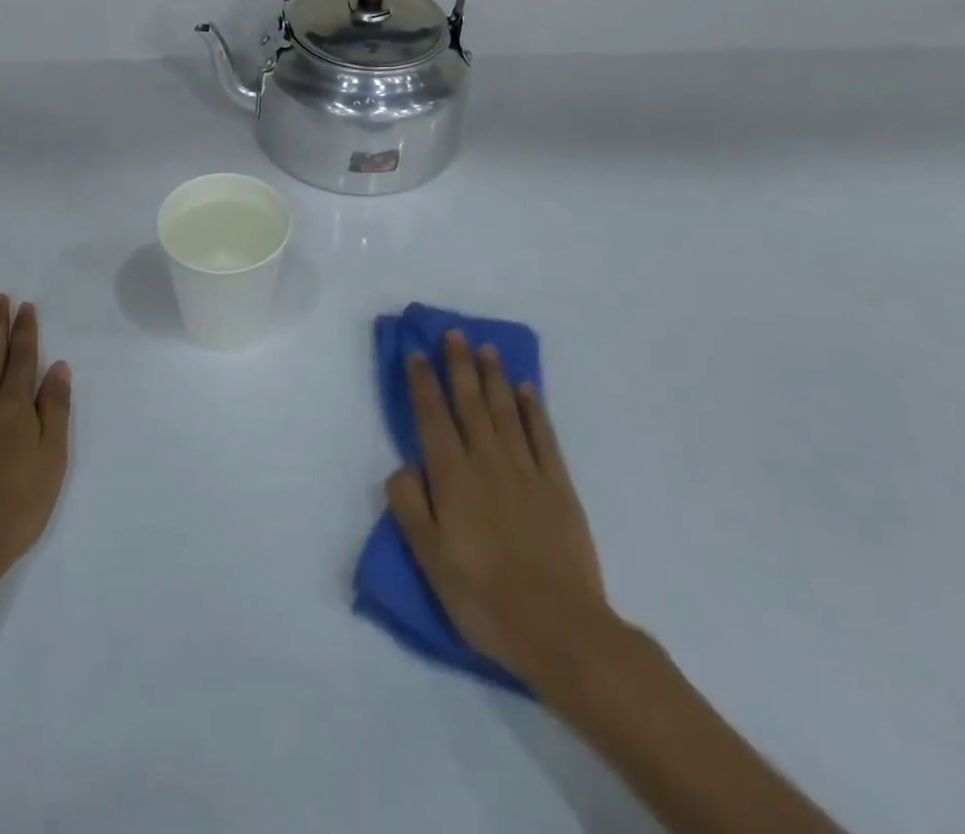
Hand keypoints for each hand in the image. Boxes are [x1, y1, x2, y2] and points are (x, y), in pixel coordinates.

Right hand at [385, 330, 616, 695]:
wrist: (560, 630)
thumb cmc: (484, 597)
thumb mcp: (429, 558)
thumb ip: (410, 505)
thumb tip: (404, 465)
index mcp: (452, 477)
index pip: (432, 417)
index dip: (422, 383)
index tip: (416, 352)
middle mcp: (488, 462)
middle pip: (470, 404)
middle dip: (459, 365)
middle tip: (453, 333)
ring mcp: (527, 472)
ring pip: (505, 412)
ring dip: (494, 377)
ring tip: (486, 348)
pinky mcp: (559, 488)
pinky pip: (544, 438)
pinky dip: (534, 411)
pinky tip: (527, 391)